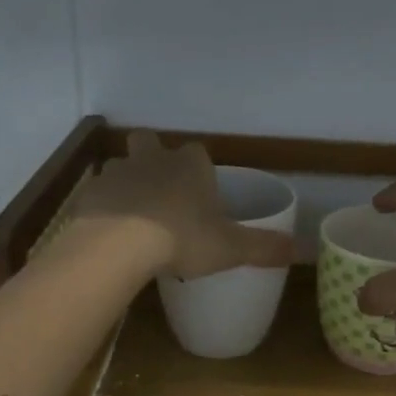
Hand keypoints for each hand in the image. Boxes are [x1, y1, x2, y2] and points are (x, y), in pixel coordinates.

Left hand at [72, 131, 294, 279]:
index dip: (200, 170)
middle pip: (150, 143)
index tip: (202, 194)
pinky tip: (110, 233)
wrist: (118, 245)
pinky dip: (104, 208)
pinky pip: (99, 194)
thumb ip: (265, 248)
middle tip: (162, 192)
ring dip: (128, 183)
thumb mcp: (231, 247)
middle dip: (155, 159)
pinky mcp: (90, 193)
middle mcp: (153, 159)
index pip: (198, 153)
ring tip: (135, 216)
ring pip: (121, 166)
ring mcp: (117, 172)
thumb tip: (306, 252)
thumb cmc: (182, 237)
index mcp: (190, 165)